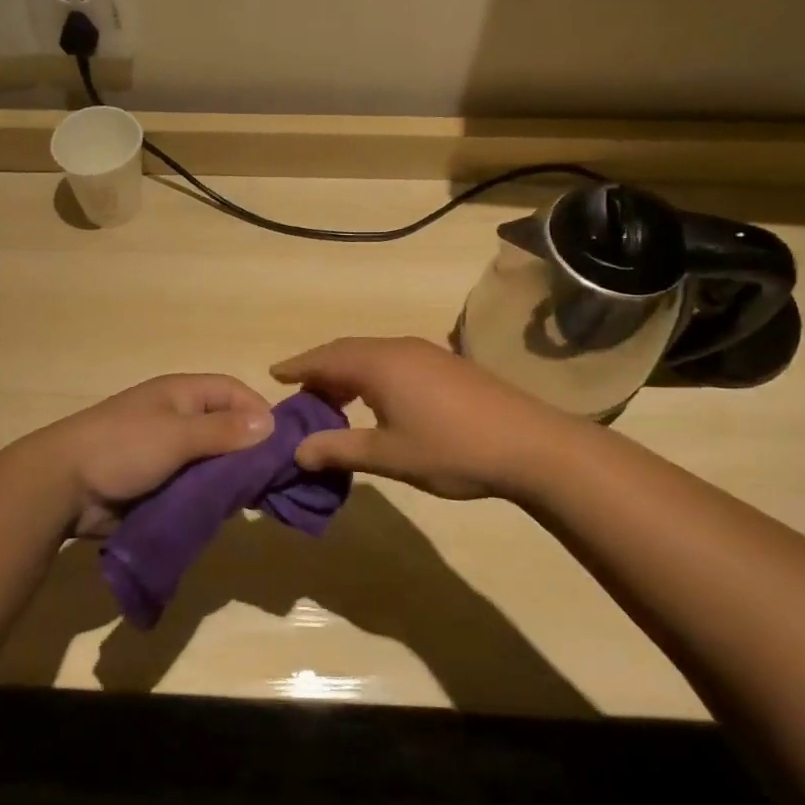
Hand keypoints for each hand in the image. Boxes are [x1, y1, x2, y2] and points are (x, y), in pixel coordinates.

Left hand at [27, 374, 274, 535]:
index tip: (282, 443)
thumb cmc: (122, 447)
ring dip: (230, 477)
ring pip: (212, 460)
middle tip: (273, 479)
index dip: (259, 411)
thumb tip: (271, 424)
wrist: (62, 485)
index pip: (233, 391)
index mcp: (181, 394)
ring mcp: (166, 451)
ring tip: (254, 500)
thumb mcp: (177, 435)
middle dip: (249, 449)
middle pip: (226, 426)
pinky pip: (194, 485)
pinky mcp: (157, 482)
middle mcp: (177, 418)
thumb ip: (223, 431)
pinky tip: (225, 512)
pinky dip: (210, 496)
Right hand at [272, 336, 563, 499]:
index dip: (297, 367)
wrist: (530, 445)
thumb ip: (340, 449)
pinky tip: (376, 401)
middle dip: (320, 369)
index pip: (325, 358)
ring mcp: (426, 352)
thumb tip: (298, 451)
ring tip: (333, 400)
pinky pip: (392, 360)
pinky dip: (371, 374)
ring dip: (347, 372)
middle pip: (347, 350)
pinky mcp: (445, 364)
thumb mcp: (389, 455)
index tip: (273, 375)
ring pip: (372, 354)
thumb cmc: (452, 449)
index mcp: (379, 364)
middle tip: (299, 393)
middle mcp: (398, 348)